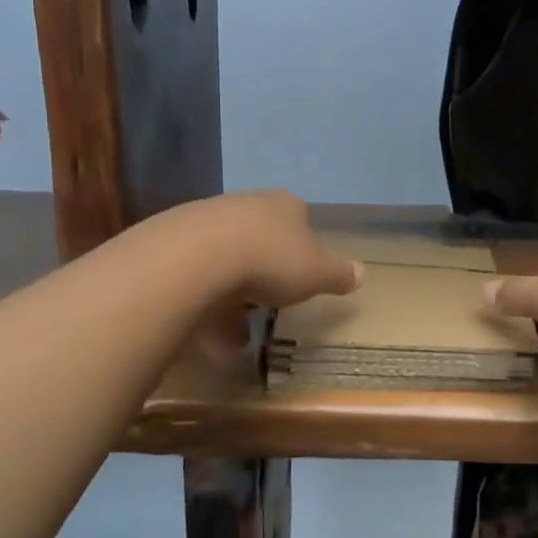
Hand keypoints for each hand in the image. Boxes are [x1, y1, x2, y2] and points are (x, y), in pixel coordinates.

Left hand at [184, 191, 359, 366]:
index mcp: (285, 205)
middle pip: (261, 237)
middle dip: (265, 272)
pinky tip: (206, 330)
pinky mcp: (175, 239)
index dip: (303, 248)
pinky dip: (205, 301)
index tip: (301, 276)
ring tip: (235, 333)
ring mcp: (207, 218)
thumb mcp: (317, 273)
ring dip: (232, 294)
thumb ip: (339, 274)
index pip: (301, 219)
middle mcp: (247, 204)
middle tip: (268, 305)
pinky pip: (197, 273)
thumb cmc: (271, 260)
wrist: (198, 255)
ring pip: (227, 257)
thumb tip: (362, 273)